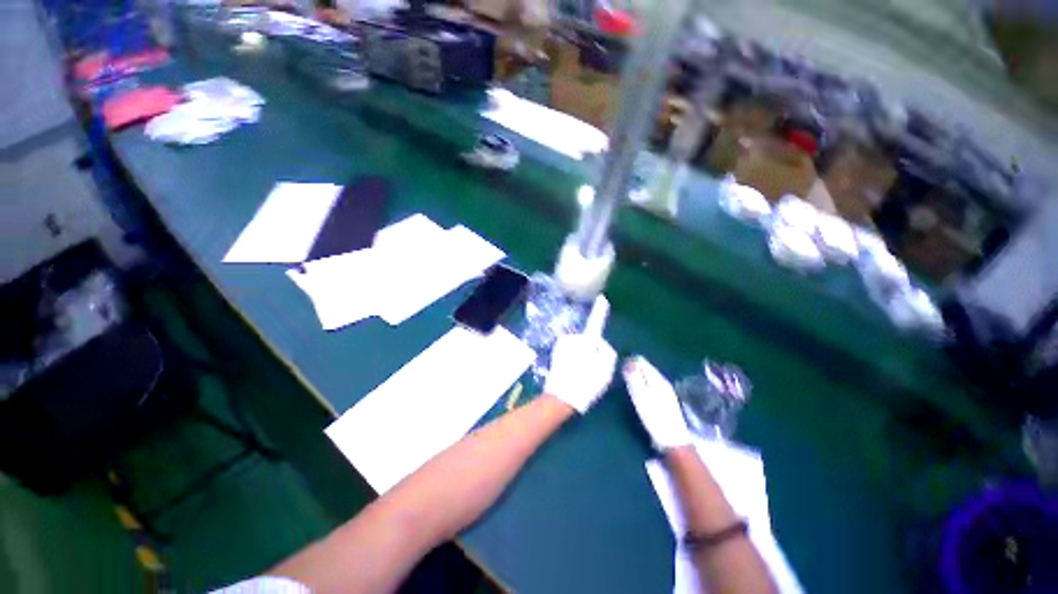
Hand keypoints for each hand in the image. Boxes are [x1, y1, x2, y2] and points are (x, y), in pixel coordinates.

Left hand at [544, 296, 616, 413]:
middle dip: (591, 350)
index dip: (599, 311)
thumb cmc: (585, 385)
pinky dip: (573, 358)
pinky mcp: (556, 351)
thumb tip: (601, 343)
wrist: (560, 398)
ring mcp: (562, 345)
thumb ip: (608, 353)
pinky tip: (572, 371)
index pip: (595, 324)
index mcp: (586, 343)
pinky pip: (571, 350)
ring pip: (579, 345)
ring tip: (580, 373)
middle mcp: (572, 339)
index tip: (601, 298)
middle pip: (588, 340)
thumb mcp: (606, 372)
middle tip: (591, 369)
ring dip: (581, 355)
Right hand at [623, 356, 691, 450]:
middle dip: (633, 368)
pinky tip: (638, 393)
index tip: (619, 369)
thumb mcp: (641, 397)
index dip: (629, 362)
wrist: (673, 441)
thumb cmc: (655, 418)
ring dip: (637, 377)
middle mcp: (663, 381)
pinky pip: (651, 385)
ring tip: (626, 384)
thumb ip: (634, 378)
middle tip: (621, 377)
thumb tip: (628, 361)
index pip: (641, 361)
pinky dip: (642, 385)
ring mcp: (665, 391)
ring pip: (648, 376)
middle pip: (645, 368)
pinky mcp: (665, 400)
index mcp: (657, 379)